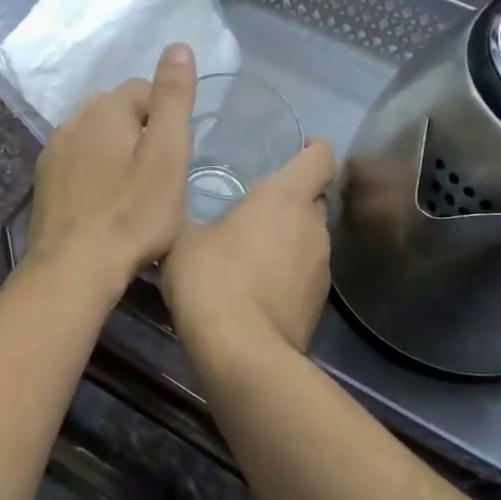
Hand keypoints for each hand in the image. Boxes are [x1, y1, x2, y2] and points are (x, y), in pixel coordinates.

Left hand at [27, 44, 197, 288]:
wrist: (75, 266)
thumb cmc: (133, 214)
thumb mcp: (168, 155)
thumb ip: (173, 99)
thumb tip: (178, 46)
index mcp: (105, 108)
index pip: (144, 89)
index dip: (166, 118)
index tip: (175, 157)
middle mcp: (73, 120)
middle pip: (116, 111)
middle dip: (139, 131)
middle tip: (157, 175)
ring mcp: (53, 151)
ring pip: (94, 136)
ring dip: (114, 152)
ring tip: (132, 190)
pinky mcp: (44, 181)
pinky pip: (76, 162)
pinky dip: (93, 172)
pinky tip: (103, 202)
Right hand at [162, 139, 337, 365]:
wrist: (241, 352)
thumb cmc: (211, 279)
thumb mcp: (181, 238)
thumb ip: (189, 215)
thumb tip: (178, 207)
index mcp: (285, 198)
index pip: (320, 157)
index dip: (313, 148)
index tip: (297, 148)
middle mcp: (314, 227)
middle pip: (314, 199)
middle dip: (292, 197)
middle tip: (254, 203)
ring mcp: (322, 268)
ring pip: (310, 238)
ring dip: (288, 237)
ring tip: (251, 248)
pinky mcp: (319, 303)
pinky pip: (306, 272)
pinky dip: (288, 271)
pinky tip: (256, 286)